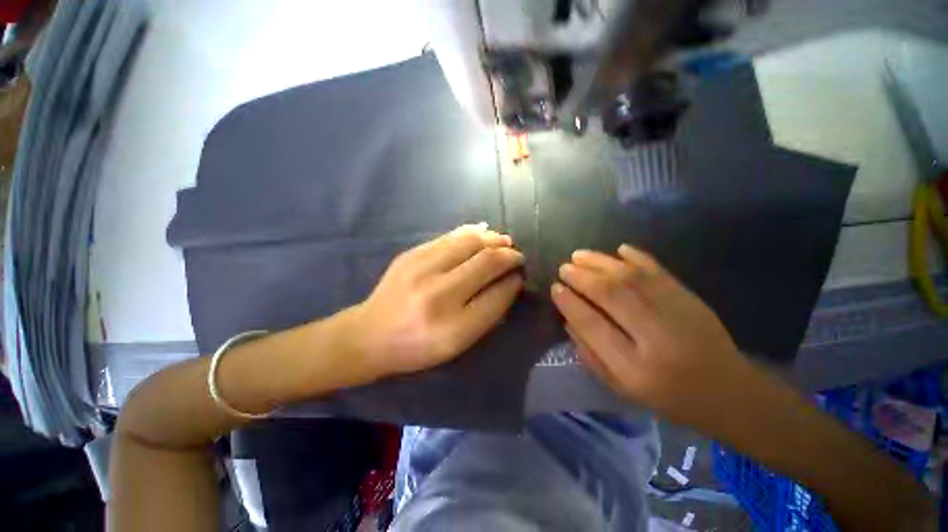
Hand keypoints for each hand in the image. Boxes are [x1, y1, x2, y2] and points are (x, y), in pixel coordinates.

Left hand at [351, 224, 523, 377]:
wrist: (370, 335)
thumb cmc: (417, 347)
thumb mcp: (457, 344)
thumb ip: (487, 314)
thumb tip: (509, 283)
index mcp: (453, 327)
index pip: (497, 295)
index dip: (513, 282)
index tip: (519, 277)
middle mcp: (438, 294)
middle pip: (486, 262)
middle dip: (509, 255)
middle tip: (516, 255)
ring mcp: (421, 268)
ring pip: (470, 242)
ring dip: (493, 239)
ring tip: (504, 241)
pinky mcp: (411, 254)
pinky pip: (450, 236)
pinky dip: (472, 232)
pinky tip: (483, 232)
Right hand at [551, 244, 750, 428]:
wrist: (730, 394)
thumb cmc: (667, 397)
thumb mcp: (620, 387)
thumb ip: (590, 354)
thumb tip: (569, 320)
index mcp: (634, 367)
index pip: (592, 325)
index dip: (570, 303)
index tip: (555, 289)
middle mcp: (655, 337)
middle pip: (611, 295)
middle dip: (582, 277)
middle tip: (564, 268)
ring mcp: (677, 313)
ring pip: (631, 278)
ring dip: (601, 262)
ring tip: (579, 255)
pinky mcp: (691, 299)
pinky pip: (659, 272)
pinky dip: (638, 257)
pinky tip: (619, 249)